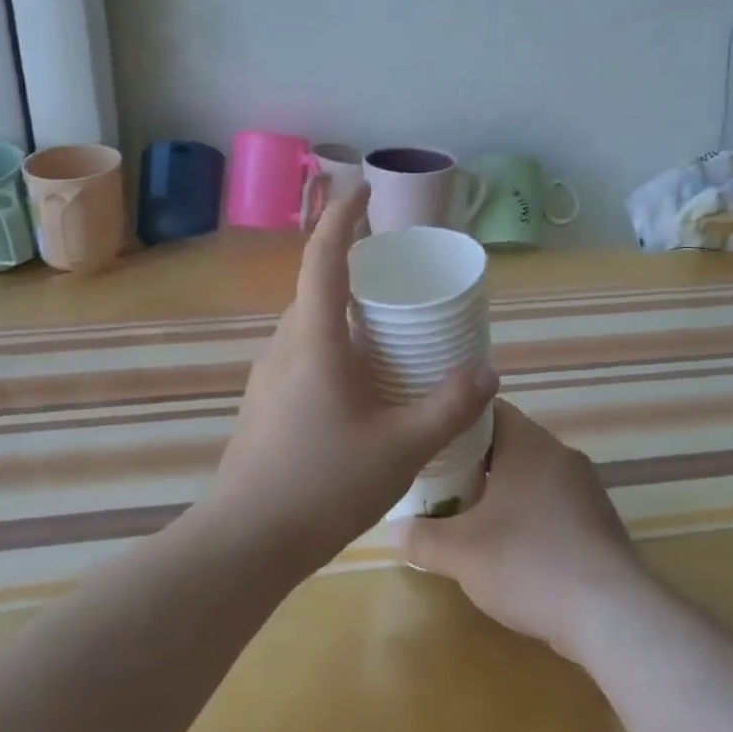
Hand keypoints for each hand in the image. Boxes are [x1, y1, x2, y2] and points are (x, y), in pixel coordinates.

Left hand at [208, 183, 499, 570]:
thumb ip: (449, 406)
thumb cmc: (323, 484)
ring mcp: (267, 377)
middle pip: (316, 290)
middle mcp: (284, 346)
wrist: (245, 543)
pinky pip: (301, 356)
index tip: (363, 188)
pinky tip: (356, 389)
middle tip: (395, 279)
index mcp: (314, 339)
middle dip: (351, 270)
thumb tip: (487, 372)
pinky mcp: (262, 405)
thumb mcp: (401, 447)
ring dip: (341, 316)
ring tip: (382, 336)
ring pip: (307, 327)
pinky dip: (331, 349)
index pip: (324, 257)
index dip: (343, 216)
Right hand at [399, 402, 649, 663]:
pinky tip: (513, 546)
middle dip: (475, 460)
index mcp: (529, 444)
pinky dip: (530, 513)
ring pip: (533, 474)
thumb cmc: (529, 563)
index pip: (488, 409)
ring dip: (504, 488)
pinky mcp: (600, 521)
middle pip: (510, 442)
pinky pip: (555, 502)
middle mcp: (560, 455)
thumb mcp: (461, 553)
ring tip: (471, 514)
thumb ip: (421, 537)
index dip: (456, 420)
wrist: (612, 615)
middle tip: (441, 480)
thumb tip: (393, 530)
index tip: (432, 437)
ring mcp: (586, 488)